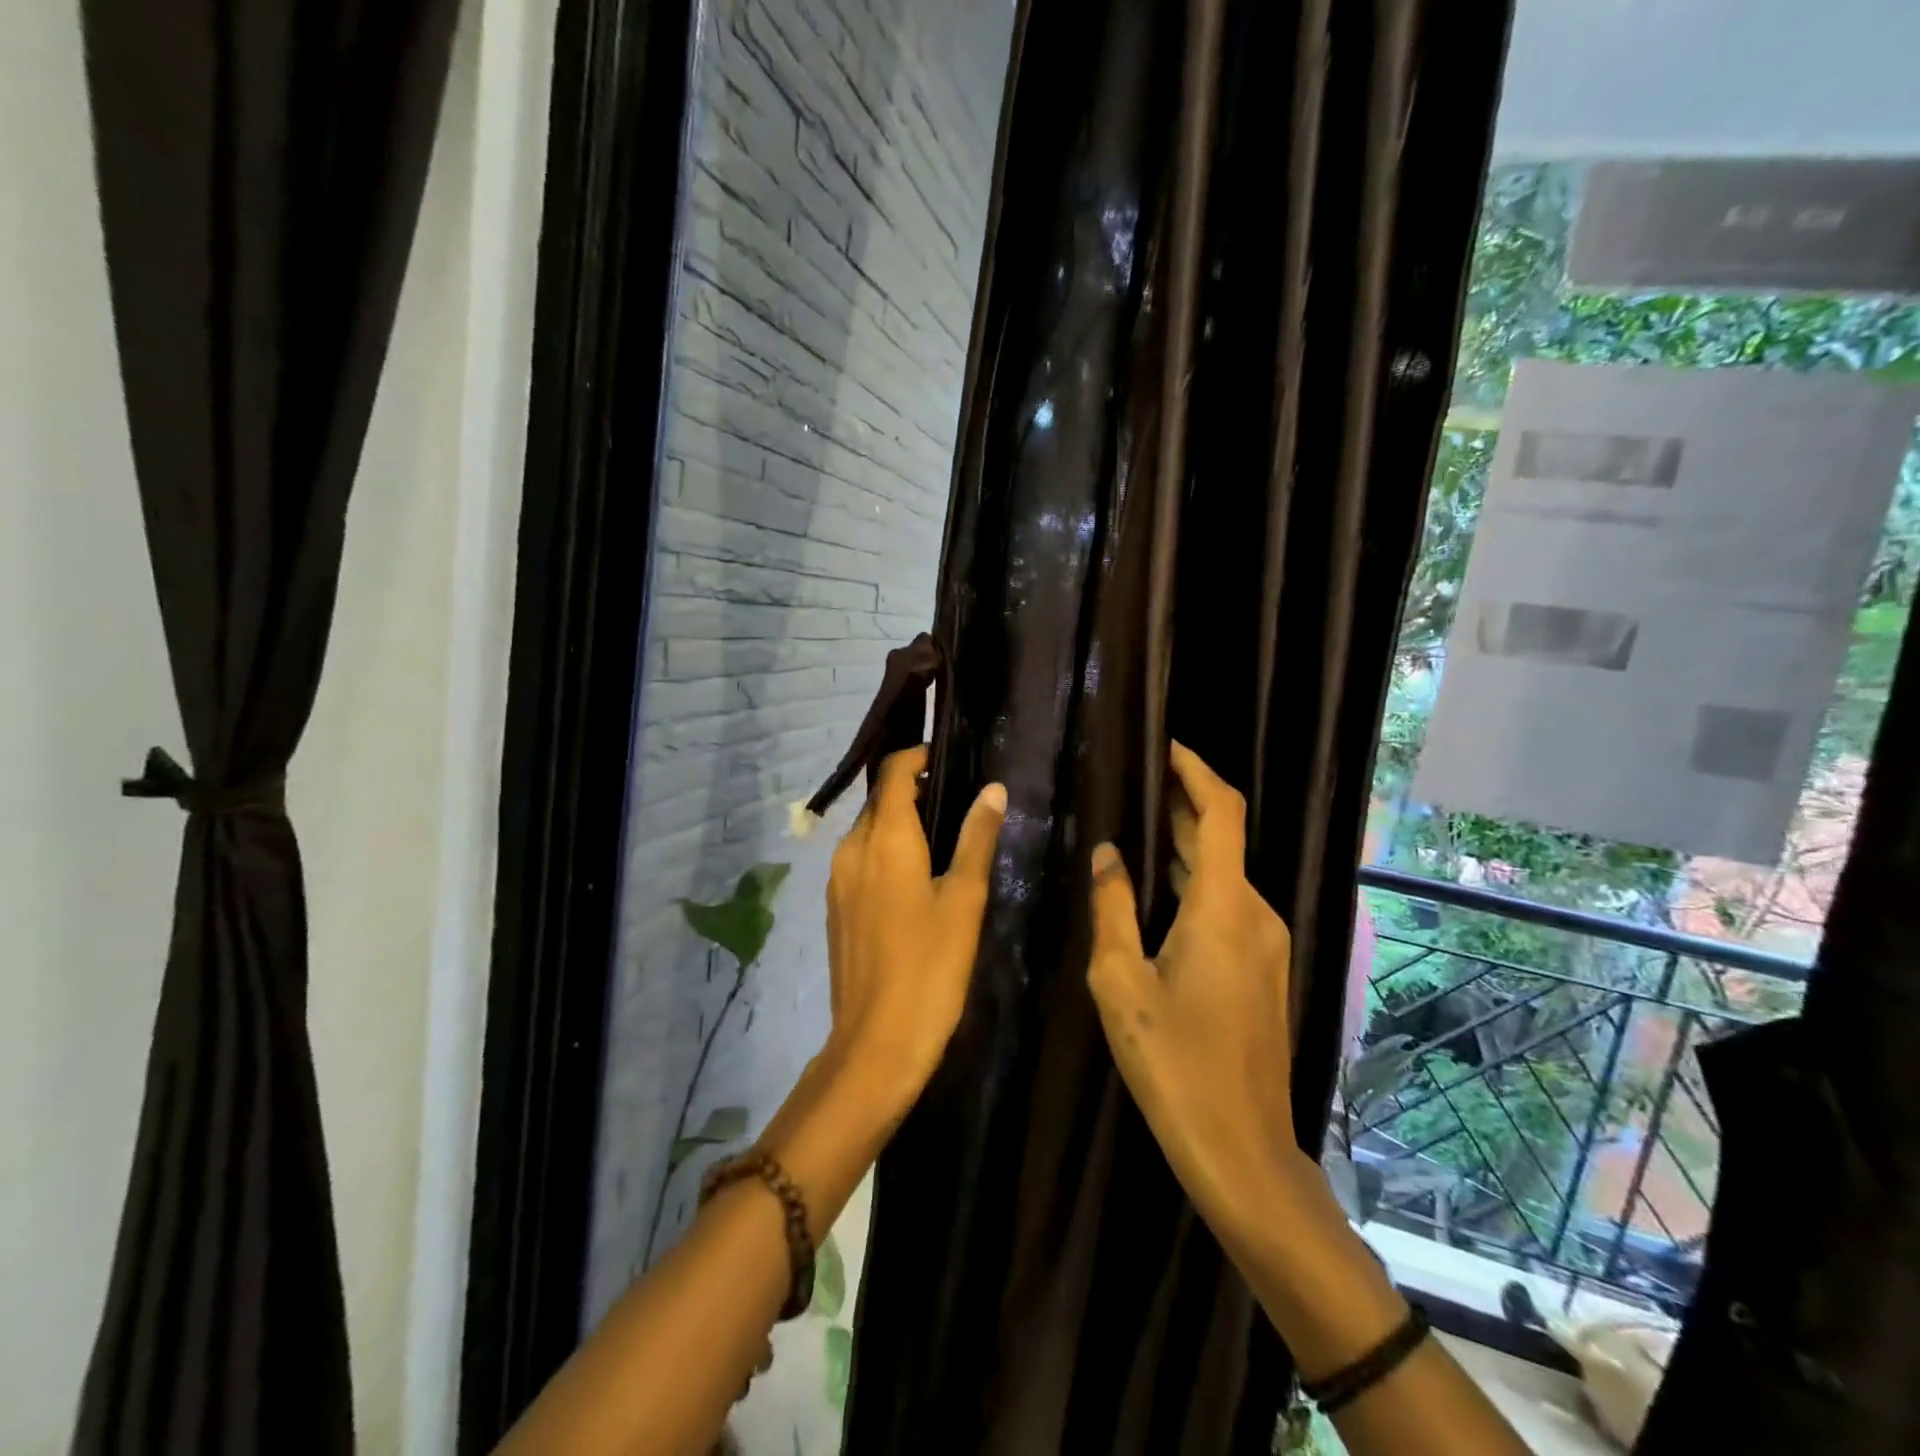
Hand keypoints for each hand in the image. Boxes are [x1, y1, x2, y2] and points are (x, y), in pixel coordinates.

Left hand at [823, 745, 1006, 1113]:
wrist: (877, 1042)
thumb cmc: (930, 967)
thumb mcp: (964, 899)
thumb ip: (976, 838)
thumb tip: (992, 790)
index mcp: (883, 839)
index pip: (892, 774)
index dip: (916, 756)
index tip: (946, 758)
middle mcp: (851, 850)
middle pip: (878, 801)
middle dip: (911, 789)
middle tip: (955, 798)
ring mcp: (837, 881)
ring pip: (867, 832)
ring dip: (898, 822)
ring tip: (941, 835)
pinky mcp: (835, 908)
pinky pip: (860, 860)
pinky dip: (885, 851)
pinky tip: (914, 876)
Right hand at [1086, 742, 1306, 1236]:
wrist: (1241, 1149)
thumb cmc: (1173, 1063)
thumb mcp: (1121, 982)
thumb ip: (1112, 908)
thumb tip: (1108, 854)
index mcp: (1225, 908)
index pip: (1221, 813)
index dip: (1196, 771)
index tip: (1165, 747)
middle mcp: (1256, 914)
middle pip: (1222, 840)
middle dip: (1181, 806)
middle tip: (1132, 783)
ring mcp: (1266, 943)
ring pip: (1224, 875)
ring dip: (1186, 847)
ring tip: (1135, 828)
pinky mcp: (1263, 969)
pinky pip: (1228, 906)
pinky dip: (1195, 882)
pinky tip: (1158, 890)